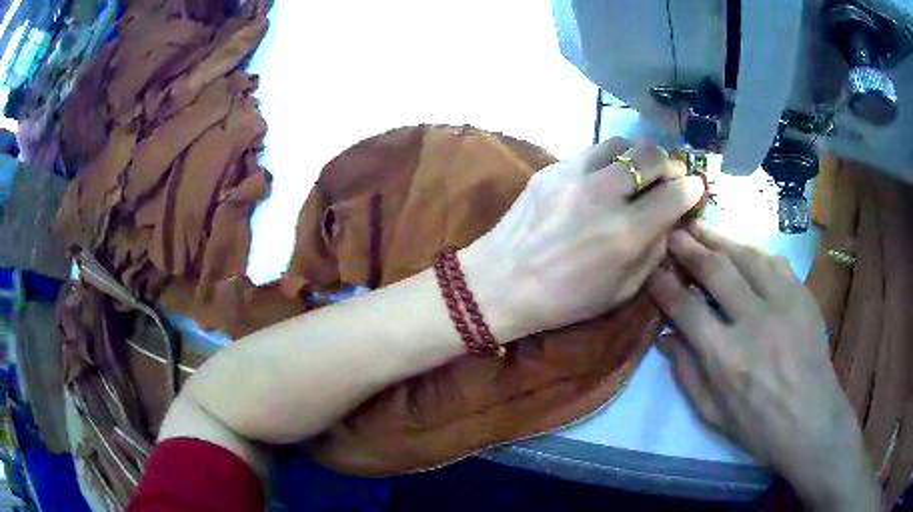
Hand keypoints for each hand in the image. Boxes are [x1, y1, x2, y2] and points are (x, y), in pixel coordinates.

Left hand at [465, 138, 704, 338]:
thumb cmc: (563, 300)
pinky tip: (606, 176)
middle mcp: (605, 194)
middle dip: (669, 164)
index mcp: (627, 233)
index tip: (695, 188)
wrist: (500, 283)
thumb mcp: (621, 292)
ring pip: (622, 142)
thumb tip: (669, 221)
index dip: (692, 188)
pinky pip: (593, 150)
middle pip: (652, 155)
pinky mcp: (551, 168)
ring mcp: (575, 174)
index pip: (676, 193)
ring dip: (639, 154)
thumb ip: (653, 253)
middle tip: (669, 177)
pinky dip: (610, 158)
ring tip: (639, 171)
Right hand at [647, 223, 879, 510]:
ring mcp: (783, 303)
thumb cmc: (758, 426)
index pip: (685, 308)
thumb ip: (686, 374)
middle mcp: (753, 321)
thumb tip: (663, 338)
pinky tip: (743, 248)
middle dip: (689, 248)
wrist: (811, 420)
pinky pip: (775, 261)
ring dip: (720, 239)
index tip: (651, 269)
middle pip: (715, 270)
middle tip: (673, 233)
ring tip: (701, 228)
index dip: (664, 285)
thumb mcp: (712, 413)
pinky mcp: (802, 296)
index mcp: (725, 357)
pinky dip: (754, 252)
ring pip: (746, 256)